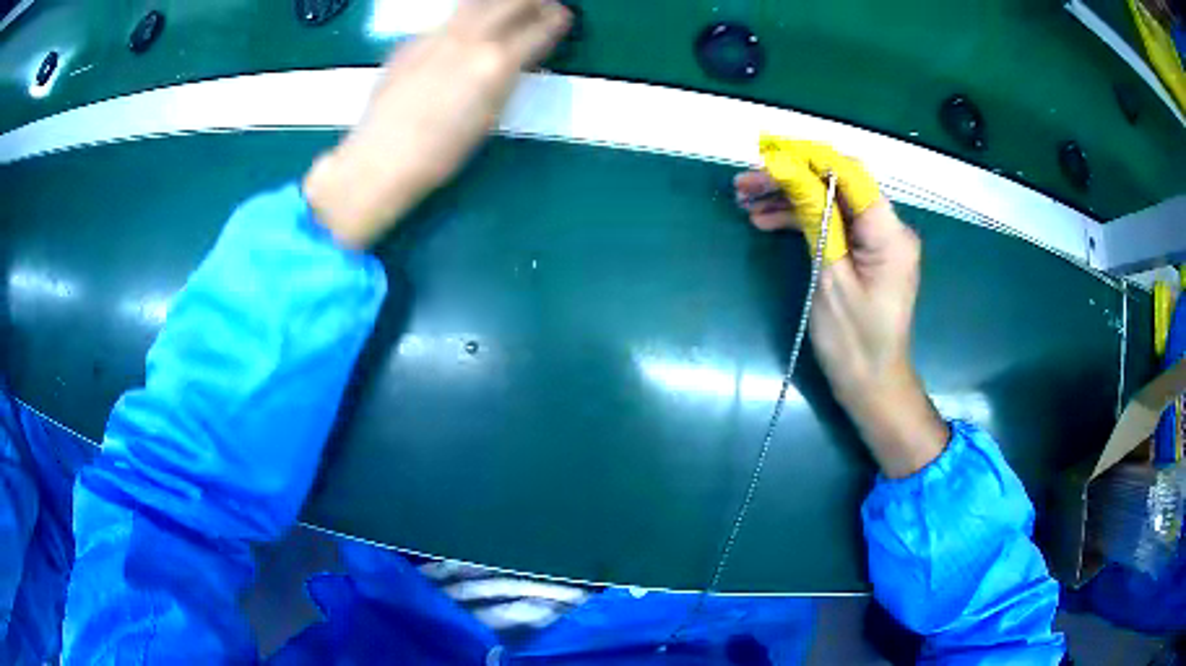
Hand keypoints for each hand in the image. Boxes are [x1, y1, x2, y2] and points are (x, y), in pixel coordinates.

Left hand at [304, 0, 571, 248]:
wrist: (382, 157)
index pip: (540, 28)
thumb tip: (518, 57)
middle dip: (533, 0)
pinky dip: (465, 20)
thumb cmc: (443, 152)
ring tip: (505, 10)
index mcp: (496, 63)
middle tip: (542, 5)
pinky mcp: (411, 41)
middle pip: (510, 0)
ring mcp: (436, 35)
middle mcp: (469, 38)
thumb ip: (507, 77)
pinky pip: (446, 21)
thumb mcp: (491, 115)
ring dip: (498, 3)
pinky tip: (463, 37)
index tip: (563, 17)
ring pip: (475, 2)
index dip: (557, 20)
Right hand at [736, 141, 947, 477]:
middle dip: (791, 179)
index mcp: (889, 232)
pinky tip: (766, 222)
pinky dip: (802, 221)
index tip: (766, 155)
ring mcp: (876, 241)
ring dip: (790, 199)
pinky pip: (833, 225)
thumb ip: (816, 217)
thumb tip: (790, 170)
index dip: (808, 157)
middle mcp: (888, 228)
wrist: (871, 384)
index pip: (850, 173)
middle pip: (838, 185)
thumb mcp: (830, 276)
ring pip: (830, 203)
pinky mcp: (865, 253)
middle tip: (744, 184)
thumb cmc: (853, 341)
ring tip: (745, 202)